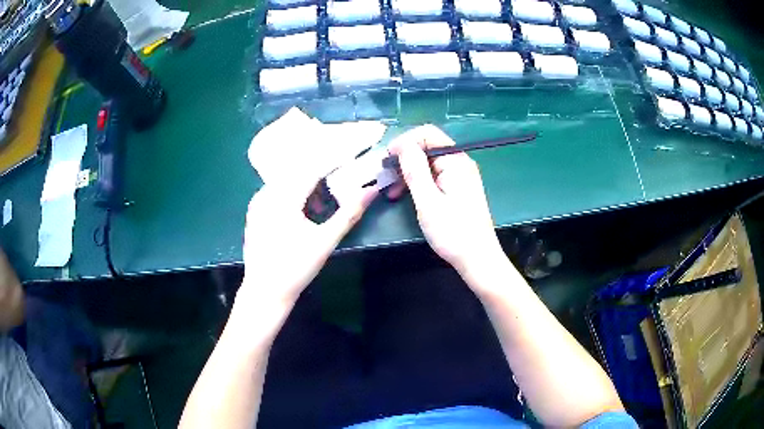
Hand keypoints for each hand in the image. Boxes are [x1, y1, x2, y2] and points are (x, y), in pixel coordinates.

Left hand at [240, 172, 377, 307]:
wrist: (265, 292)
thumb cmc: (296, 268)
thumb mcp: (325, 241)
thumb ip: (349, 213)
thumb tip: (371, 190)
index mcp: (283, 198)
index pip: (312, 169)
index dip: (333, 162)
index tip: (350, 159)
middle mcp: (266, 193)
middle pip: (298, 172)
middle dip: (320, 176)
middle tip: (338, 185)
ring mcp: (257, 202)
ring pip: (286, 181)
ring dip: (306, 187)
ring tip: (321, 207)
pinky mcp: (254, 212)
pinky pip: (276, 192)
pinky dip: (292, 195)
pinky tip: (302, 213)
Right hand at [387, 125, 504, 276]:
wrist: (477, 259)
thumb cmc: (453, 232)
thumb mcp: (428, 201)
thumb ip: (414, 169)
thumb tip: (402, 144)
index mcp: (455, 160)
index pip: (427, 134)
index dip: (404, 141)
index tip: (387, 160)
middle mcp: (459, 162)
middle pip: (427, 147)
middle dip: (404, 159)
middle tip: (385, 179)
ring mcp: (460, 175)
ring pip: (428, 163)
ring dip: (408, 173)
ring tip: (392, 191)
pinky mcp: (458, 188)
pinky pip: (434, 175)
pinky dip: (418, 182)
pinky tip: (405, 195)